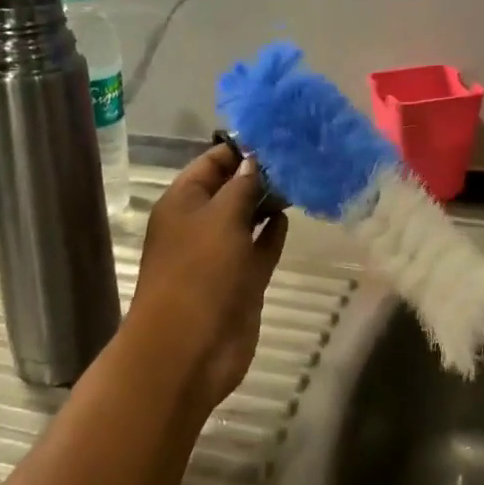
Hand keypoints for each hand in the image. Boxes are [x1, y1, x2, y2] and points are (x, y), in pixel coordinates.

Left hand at [123, 145, 288, 410]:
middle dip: (260, 174)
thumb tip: (255, 161)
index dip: (241, 149)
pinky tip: (289, 217)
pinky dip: (271, 233)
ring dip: (268, 202)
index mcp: (182, 202)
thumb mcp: (221, 217)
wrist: (190, 348)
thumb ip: (243, 186)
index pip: (212, 162)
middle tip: (299, 155)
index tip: (277, 135)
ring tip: (301, 179)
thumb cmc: (200, 272)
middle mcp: (199, 223)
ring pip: (247, 219)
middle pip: (231, 189)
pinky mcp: (240, 281)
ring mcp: (220, 254)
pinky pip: (258, 248)